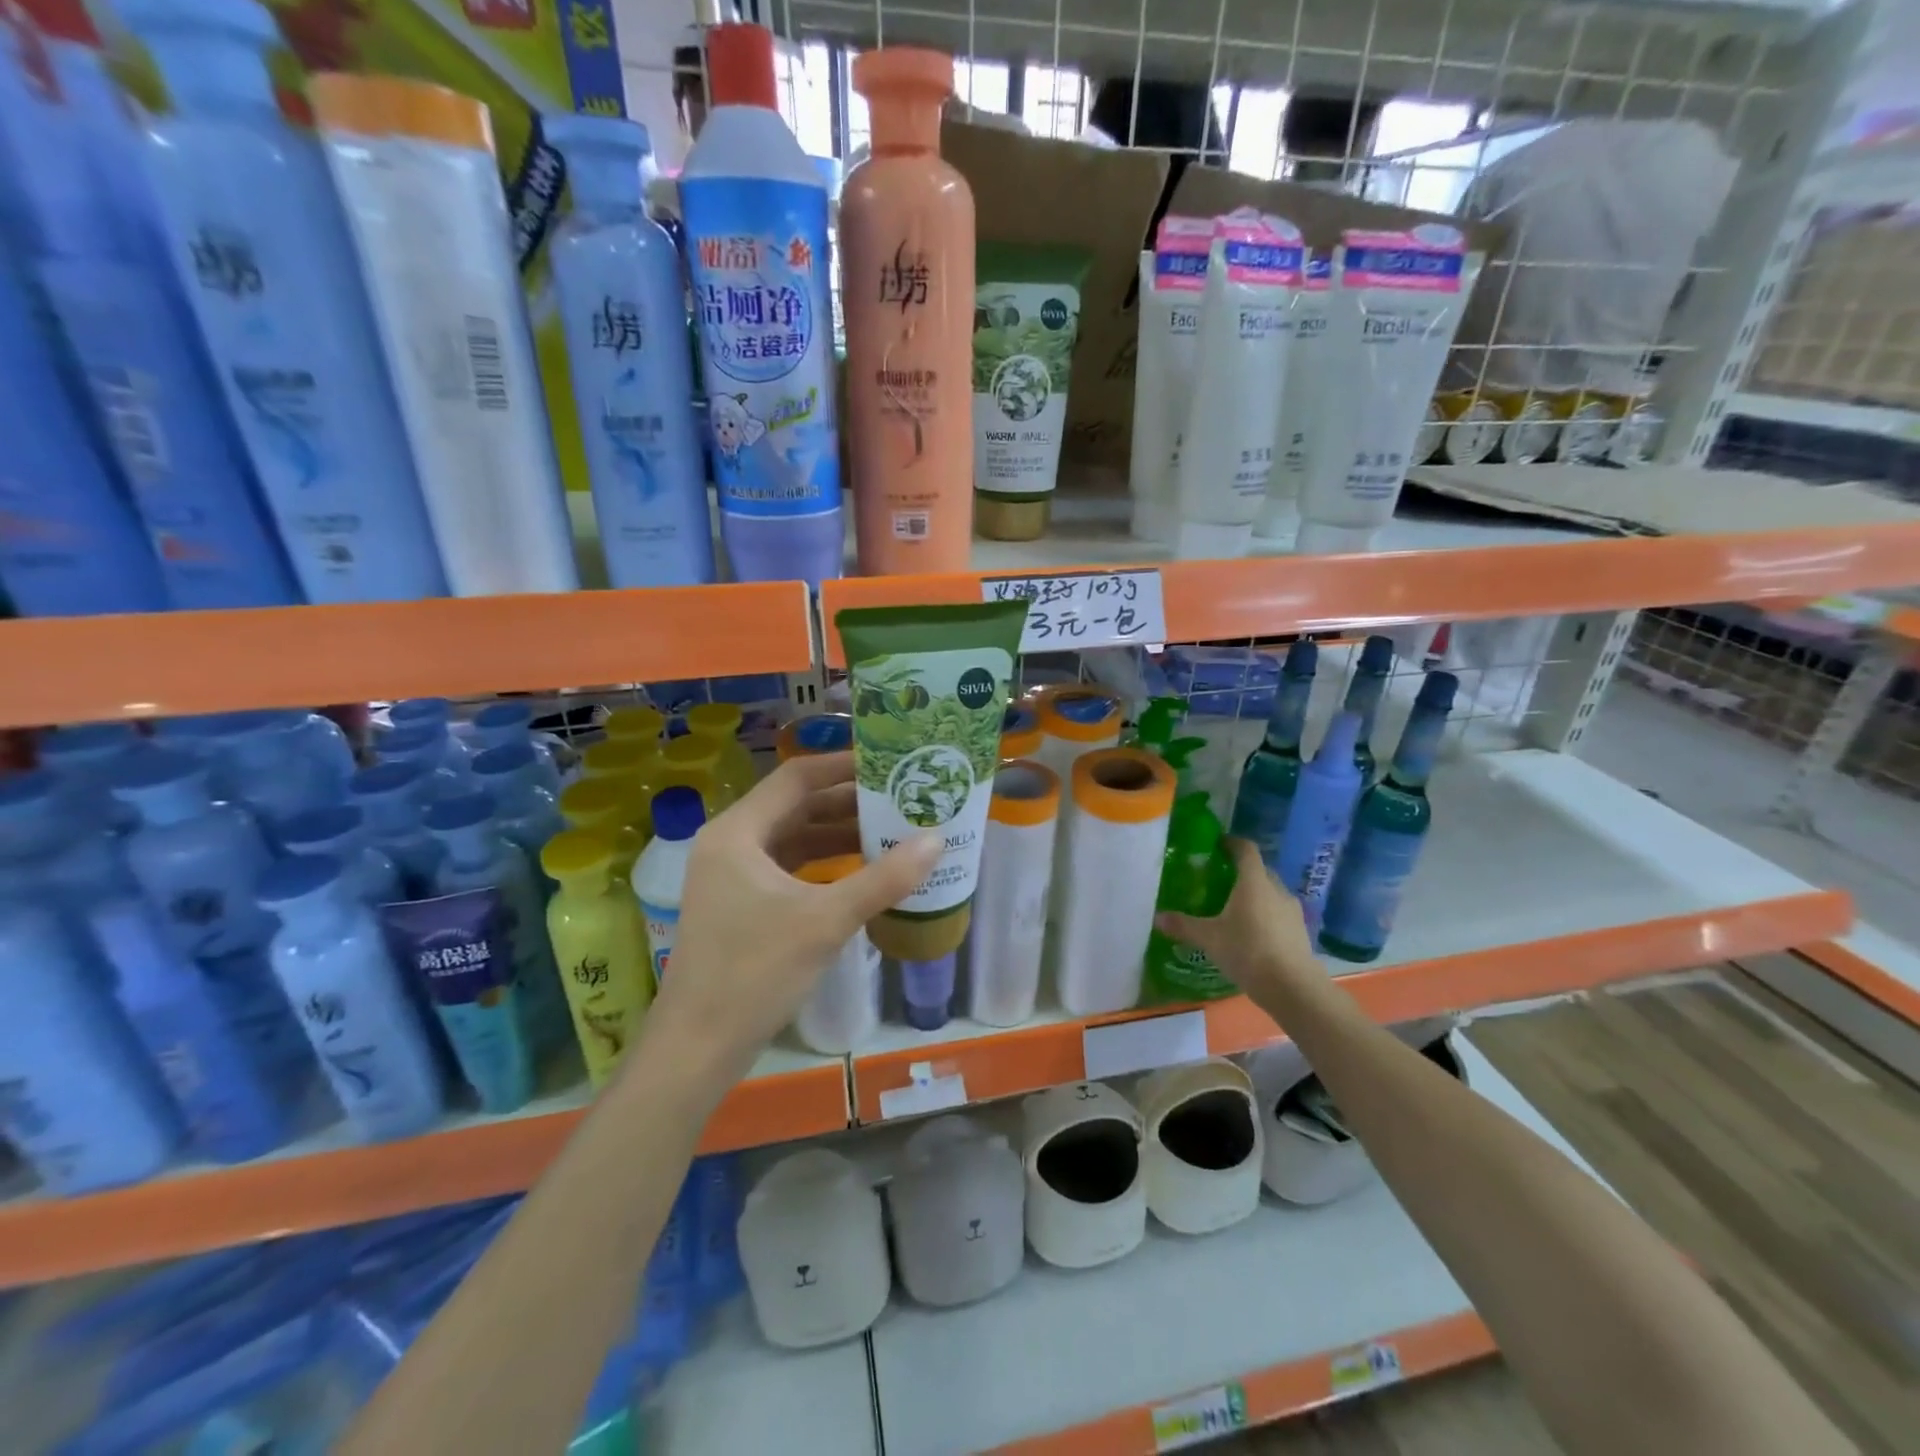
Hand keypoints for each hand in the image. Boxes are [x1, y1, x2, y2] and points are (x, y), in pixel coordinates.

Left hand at [641, 752, 939, 1083]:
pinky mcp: (742, 904)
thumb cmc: (754, 973)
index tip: (887, 762)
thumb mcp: (824, 922)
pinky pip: (790, 867)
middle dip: (848, 802)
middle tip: (900, 796)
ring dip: (839, 834)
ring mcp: (733, 876)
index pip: (795, 778)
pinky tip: (863, 870)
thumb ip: (883, 880)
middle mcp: (731, 844)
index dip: (841, 765)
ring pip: (794, 838)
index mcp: (737, 832)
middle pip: (796, 806)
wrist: (698, 1048)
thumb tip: (936, 841)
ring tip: (893, 829)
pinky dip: (825, 863)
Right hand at [1155, 837, 1322, 1004]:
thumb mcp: (1209, 938)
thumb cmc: (1248, 951)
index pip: (1246, 850)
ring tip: (1235, 909)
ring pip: (1271, 893)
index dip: (1232, 843)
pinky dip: (1266, 915)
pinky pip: (1279, 913)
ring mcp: (1292, 910)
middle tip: (1220, 881)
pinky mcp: (1300, 931)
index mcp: (1253, 882)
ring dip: (1255, 895)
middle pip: (1259, 870)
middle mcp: (1276, 889)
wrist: (1292, 987)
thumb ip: (1183, 925)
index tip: (1218, 844)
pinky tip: (1252, 933)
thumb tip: (1157, 918)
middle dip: (1241, 871)